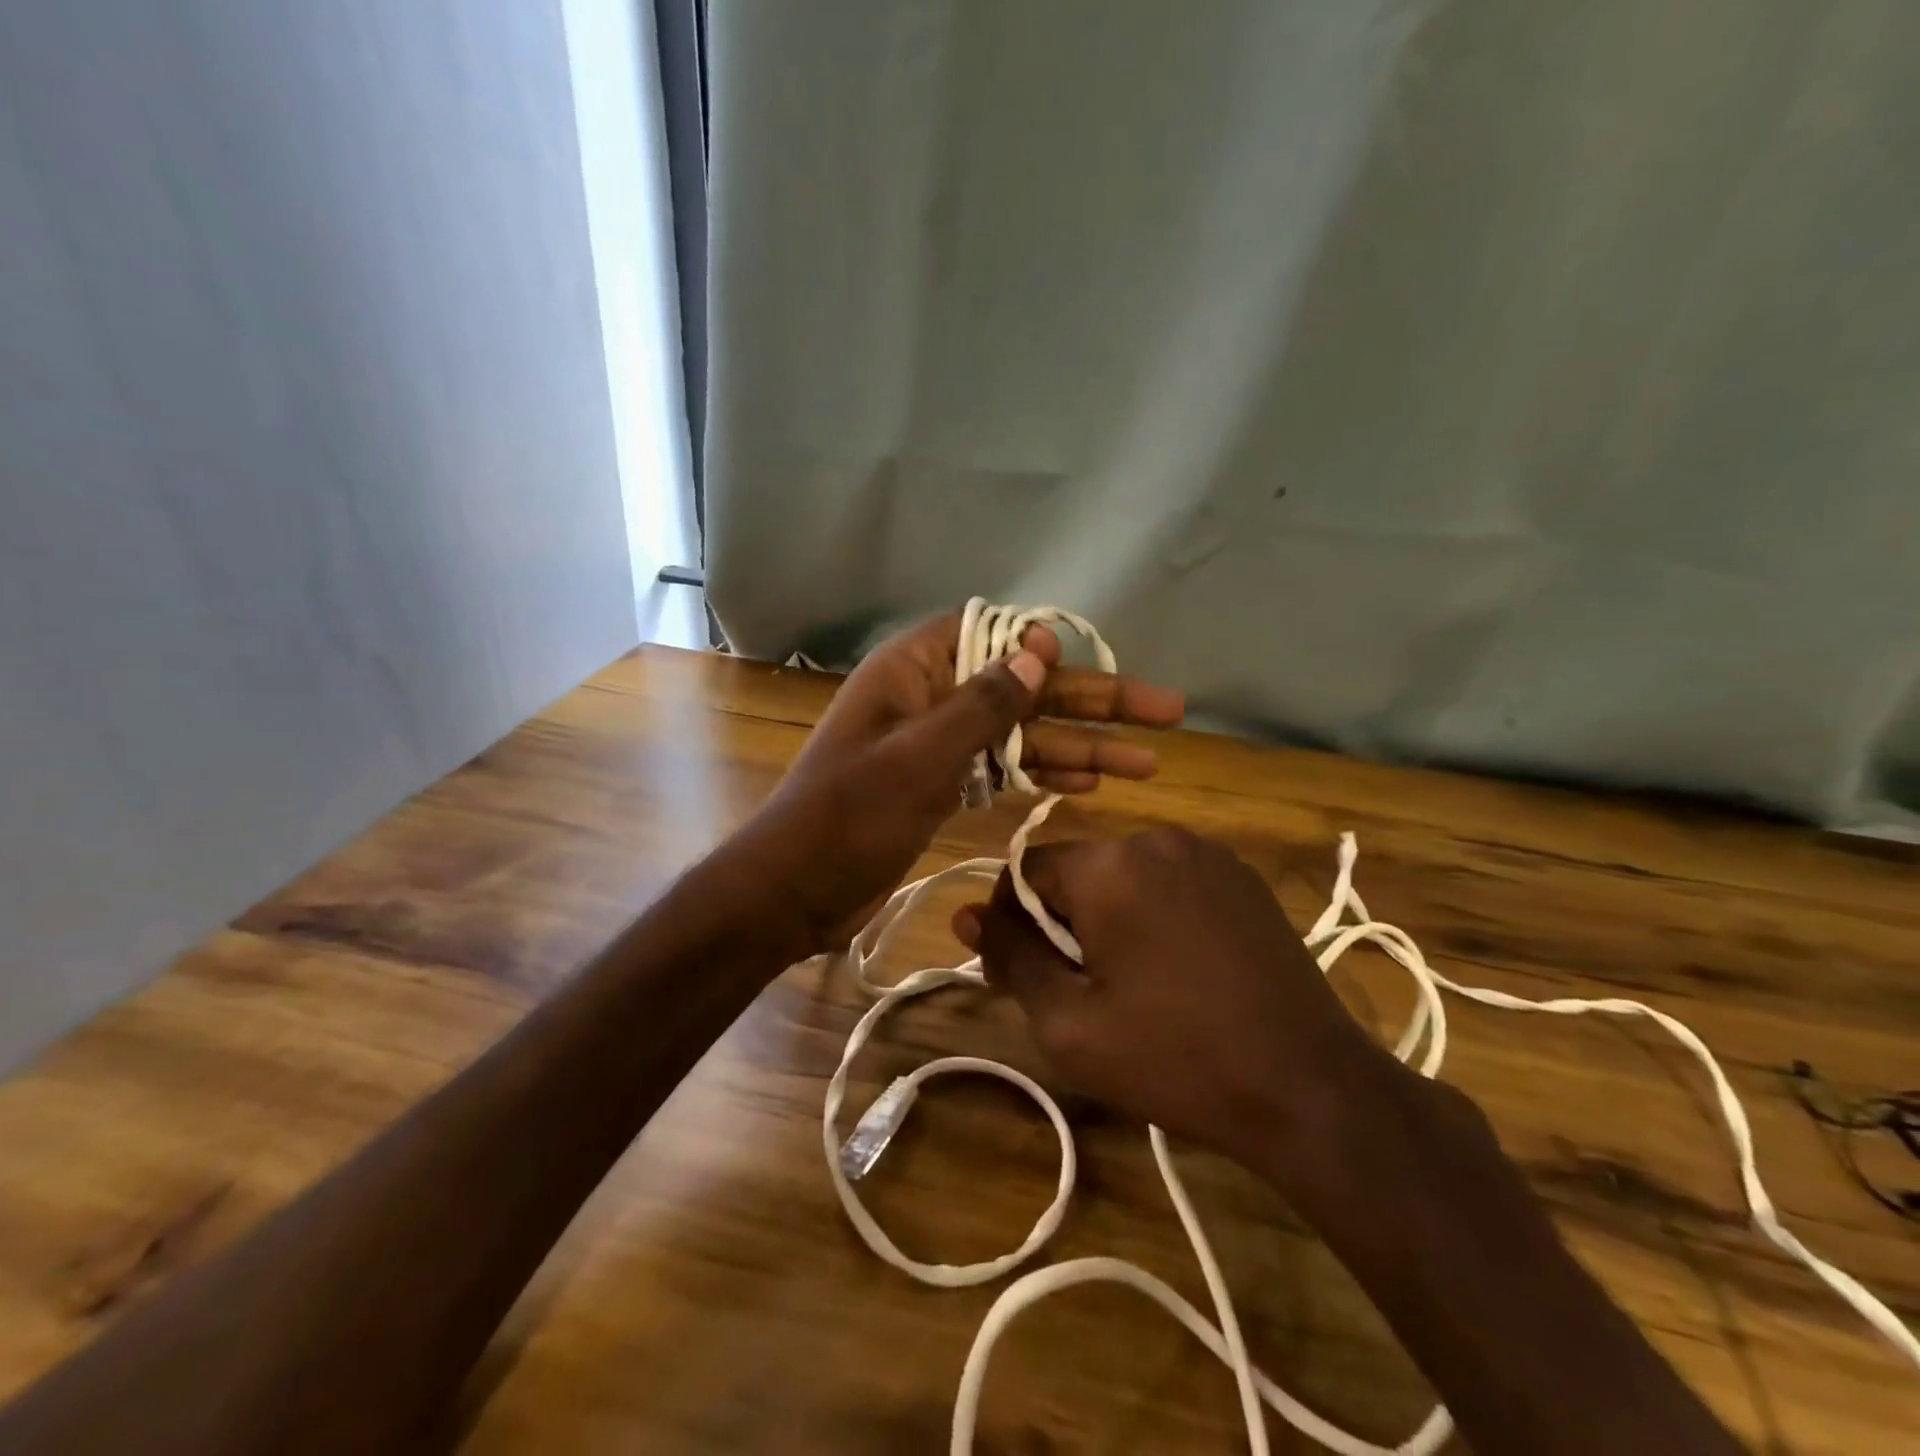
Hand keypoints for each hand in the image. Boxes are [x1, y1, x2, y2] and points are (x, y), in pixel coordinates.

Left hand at [746, 610, 1183, 956]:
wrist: (793, 891)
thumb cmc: (850, 817)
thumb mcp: (920, 756)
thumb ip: (982, 704)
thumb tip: (1038, 651)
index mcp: (914, 671)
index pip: (991, 634)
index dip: (1045, 646)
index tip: (1095, 662)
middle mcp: (930, 698)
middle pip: (1022, 689)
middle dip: (1092, 702)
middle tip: (1165, 711)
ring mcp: (937, 745)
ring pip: (1020, 734)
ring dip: (1080, 746)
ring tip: (1147, 762)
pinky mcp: (940, 787)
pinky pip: (1001, 769)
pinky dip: (1042, 774)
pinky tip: (1089, 783)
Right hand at [953, 827, 1411, 1193]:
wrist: (1309, 1087)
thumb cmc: (1175, 1059)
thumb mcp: (1069, 1024)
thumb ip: (1011, 958)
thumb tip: (965, 915)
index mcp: (1109, 865)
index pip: (1026, 871)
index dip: (1010, 922)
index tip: (1018, 973)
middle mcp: (1157, 838)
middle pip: (1076, 871)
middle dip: (1060, 922)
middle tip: (1073, 990)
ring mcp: (1207, 853)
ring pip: (1122, 875)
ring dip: (1106, 917)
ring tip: (1125, 983)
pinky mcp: (1242, 877)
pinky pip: (1169, 881)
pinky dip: (1152, 913)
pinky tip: (1175, 969)